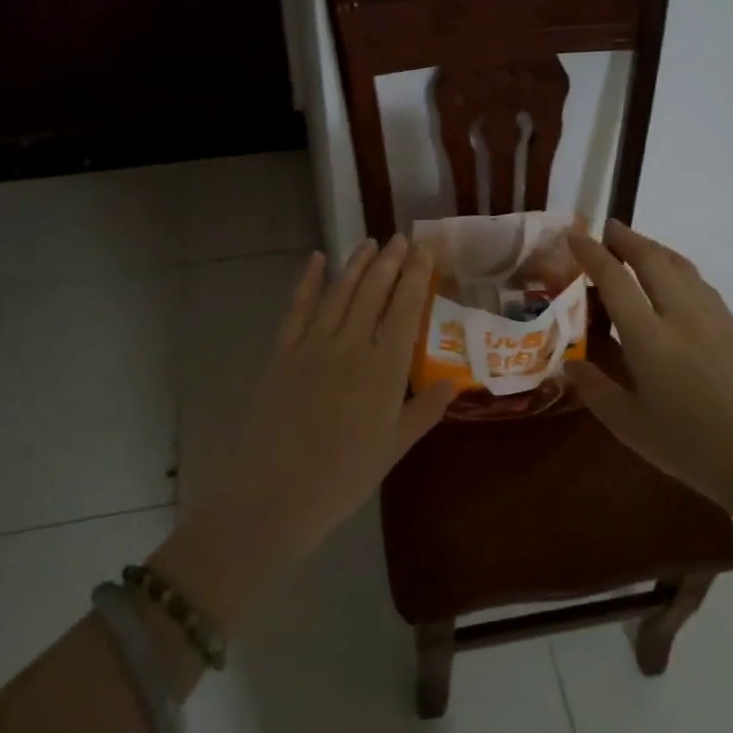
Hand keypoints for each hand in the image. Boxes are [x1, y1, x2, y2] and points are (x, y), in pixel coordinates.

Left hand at [237, 235, 454, 541]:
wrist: (277, 495)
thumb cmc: (345, 476)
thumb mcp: (395, 446)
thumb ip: (425, 410)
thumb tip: (454, 381)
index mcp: (384, 368)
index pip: (405, 309)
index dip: (416, 276)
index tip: (424, 250)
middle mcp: (351, 346)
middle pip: (373, 292)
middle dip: (389, 261)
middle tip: (400, 238)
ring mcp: (313, 346)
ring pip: (339, 293)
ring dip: (356, 264)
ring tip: (369, 242)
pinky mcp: (283, 353)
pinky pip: (297, 309)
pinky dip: (307, 281)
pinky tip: (316, 259)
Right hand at [566, 221, 732, 509]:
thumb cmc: (689, 446)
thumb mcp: (628, 425)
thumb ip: (595, 389)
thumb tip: (570, 364)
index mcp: (650, 338)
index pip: (615, 280)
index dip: (592, 253)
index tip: (574, 236)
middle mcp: (681, 316)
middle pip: (652, 260)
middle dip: (627, 239)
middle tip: (606, 229)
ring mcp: (712, 317)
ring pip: (680, 266)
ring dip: (654, 248)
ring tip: (636, 245)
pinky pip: (699, 282)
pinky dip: (678, 267)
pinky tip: (673, 277)